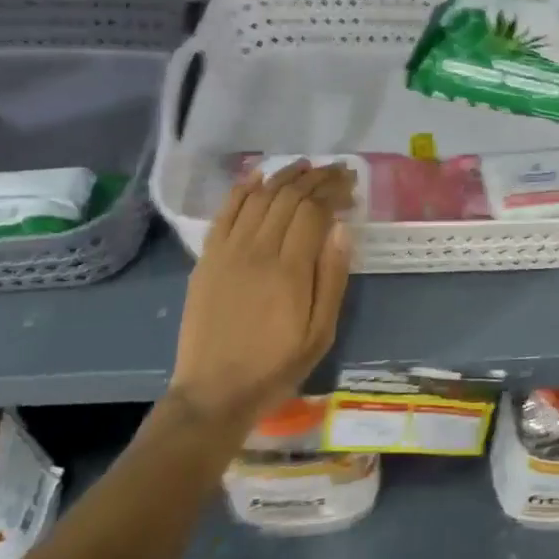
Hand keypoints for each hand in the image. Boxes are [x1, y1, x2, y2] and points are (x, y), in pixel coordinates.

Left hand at [172, 161, 354, 426]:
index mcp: (290, 270)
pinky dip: (242, 189)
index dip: (334, 191)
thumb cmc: (276, 366)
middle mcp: (257, 251)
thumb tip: (342, 229)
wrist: (214, 392)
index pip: (314, 211)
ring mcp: (228, 252)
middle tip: (336, 171)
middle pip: (288, 197)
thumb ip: (332, 278)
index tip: (351, 185)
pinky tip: (258, 176)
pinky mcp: (207, 258)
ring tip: (306, 166)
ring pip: (258, 198)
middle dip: (316, 178)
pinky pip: (225, 212)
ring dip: (284, 176)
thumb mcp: (320, 333)